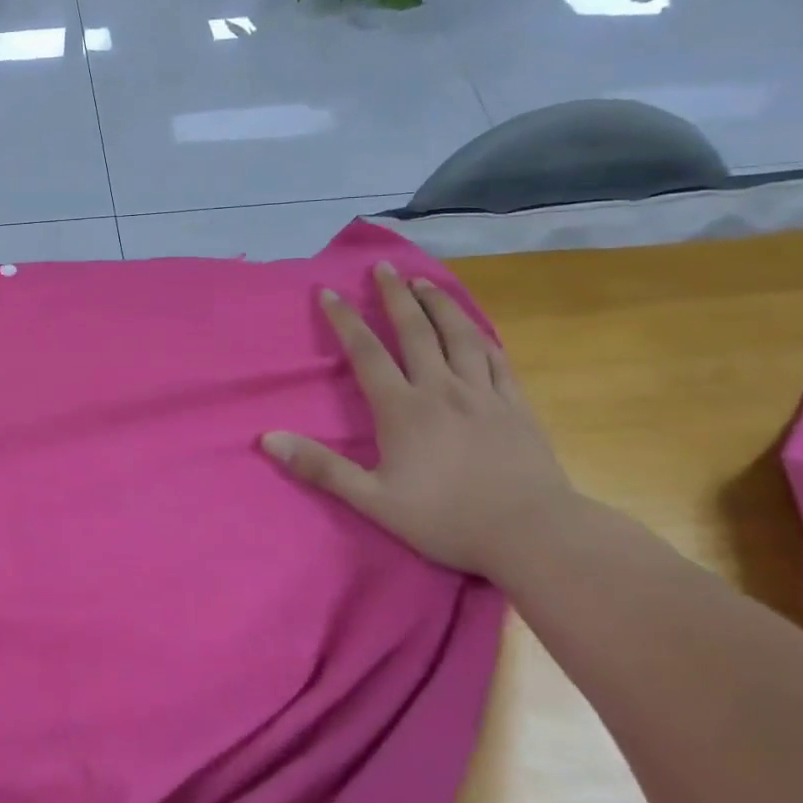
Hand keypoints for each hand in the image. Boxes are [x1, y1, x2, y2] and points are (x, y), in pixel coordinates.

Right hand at [260, 262, 577, 577]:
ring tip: (425, 282)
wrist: (535, 535)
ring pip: (459, 336)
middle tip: (384, 267)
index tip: (329, 292)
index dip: (345, 320)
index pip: (367, 353)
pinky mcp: (516, 407)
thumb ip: (320, 467)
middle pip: (415, 332)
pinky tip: (474, 327)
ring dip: (439, 305)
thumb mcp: (372, 500)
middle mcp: (441, 389)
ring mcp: (483, 395)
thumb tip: (267, 438)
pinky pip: (496, 360)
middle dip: (395, 296)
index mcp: (403, 409)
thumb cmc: (447, 519)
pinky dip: (481, 336)